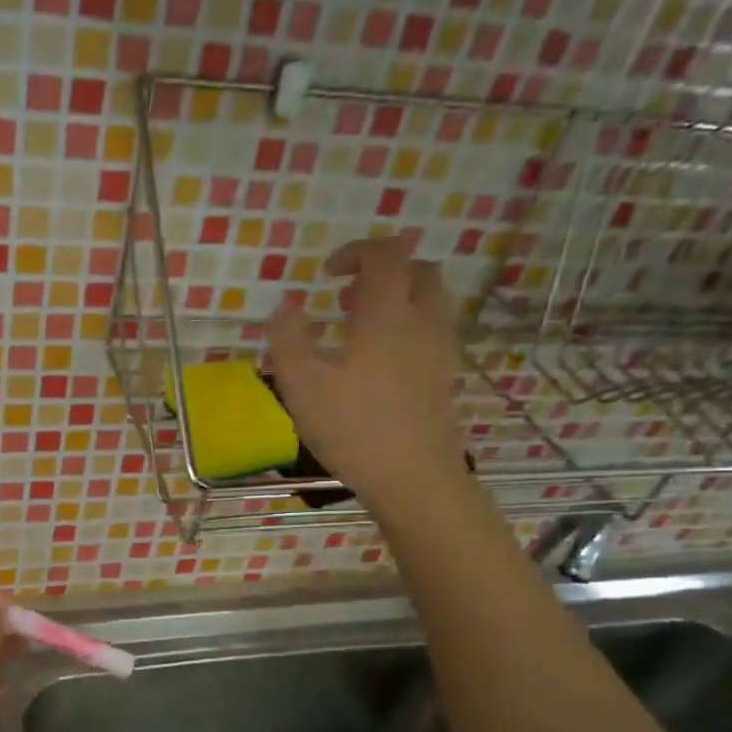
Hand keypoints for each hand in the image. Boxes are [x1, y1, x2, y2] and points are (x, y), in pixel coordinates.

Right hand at [268, 241, 467, 509]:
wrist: (414, 479)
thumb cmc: (353, 428)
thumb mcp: (301, 385)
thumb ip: (288, 340)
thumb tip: (286, 310)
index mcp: (387, 315)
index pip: (386, 255)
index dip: (356, 252)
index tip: (327, 274)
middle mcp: (422, 324)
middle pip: (419, 271)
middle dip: (385, 271)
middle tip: (348, 297)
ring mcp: (440, 352)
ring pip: (431, 303)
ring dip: (399, 300)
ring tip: (361, 329)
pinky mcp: (445, 380)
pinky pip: (432, 335)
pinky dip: (409, 331)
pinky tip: (380, 364)